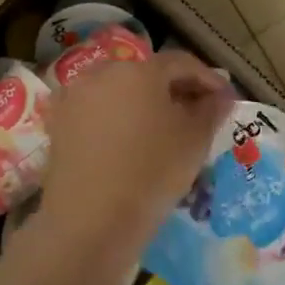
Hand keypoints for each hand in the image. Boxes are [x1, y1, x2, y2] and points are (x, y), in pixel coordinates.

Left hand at [38, 50, 233, 284]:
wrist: (90, 222)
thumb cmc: (151, 173)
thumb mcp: (194, 141)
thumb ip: (211, 110)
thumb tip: (221, 94)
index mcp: (139, 70)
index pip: (181, 63)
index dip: (207, 78)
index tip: (225, 98)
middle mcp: (102, 73)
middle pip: (147, 74)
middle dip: (175, 89)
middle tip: (197, 113)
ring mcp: (75, 98)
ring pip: (120, 92)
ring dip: (145, 104)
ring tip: (164, 130)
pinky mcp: (59, 124)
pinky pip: (98, 112)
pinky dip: (119, 120)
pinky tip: (132, 143)